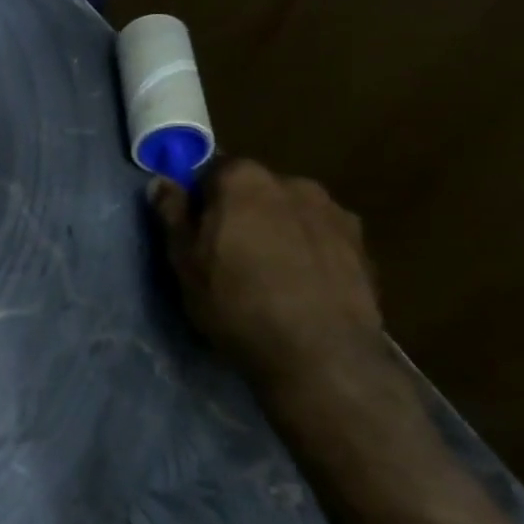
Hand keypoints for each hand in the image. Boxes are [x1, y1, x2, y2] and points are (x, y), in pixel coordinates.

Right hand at [148, 159, 382, 388]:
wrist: (319, 353)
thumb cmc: (235, 301)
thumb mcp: (184, 261)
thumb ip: (172, 214)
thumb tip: (161, 182)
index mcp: (244, 179)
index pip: (211, 170)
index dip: (199, 198)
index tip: (194, 229)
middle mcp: (293, 183)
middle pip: (254, 189)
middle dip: (239, 211)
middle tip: (226, 253)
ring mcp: (334, 213)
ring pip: (290, 212)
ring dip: (276, 229)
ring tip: (267, 273)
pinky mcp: (362, 246)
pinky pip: (319, 237)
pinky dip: (307, 250)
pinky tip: (299, 285)